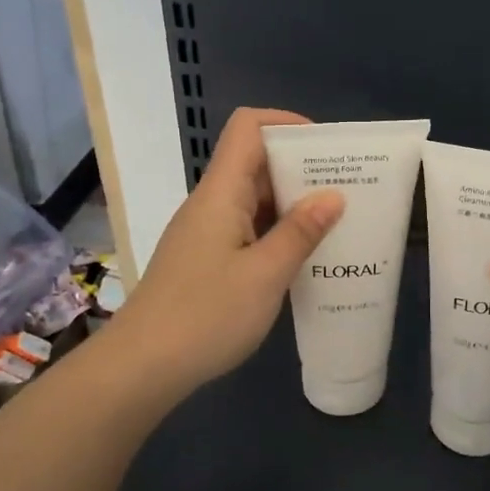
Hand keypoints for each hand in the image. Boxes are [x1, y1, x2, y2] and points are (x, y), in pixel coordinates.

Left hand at [110, 107, 343, 400]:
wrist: (141, 367)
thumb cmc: (206, 316)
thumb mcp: (266, 275)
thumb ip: (301, 232)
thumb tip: (333, 195)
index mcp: (221, 194)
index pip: (248, 128)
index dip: (287, 123)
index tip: (327, 148)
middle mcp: (212, 204)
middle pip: (256, 162)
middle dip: (302, 168)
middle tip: (348, 188)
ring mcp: (207, 233)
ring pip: (254, 200)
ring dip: (294, 204)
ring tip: (337, 222)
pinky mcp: (206, 260)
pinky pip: (248, 230)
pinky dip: (278, 233)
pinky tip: (306, 256)